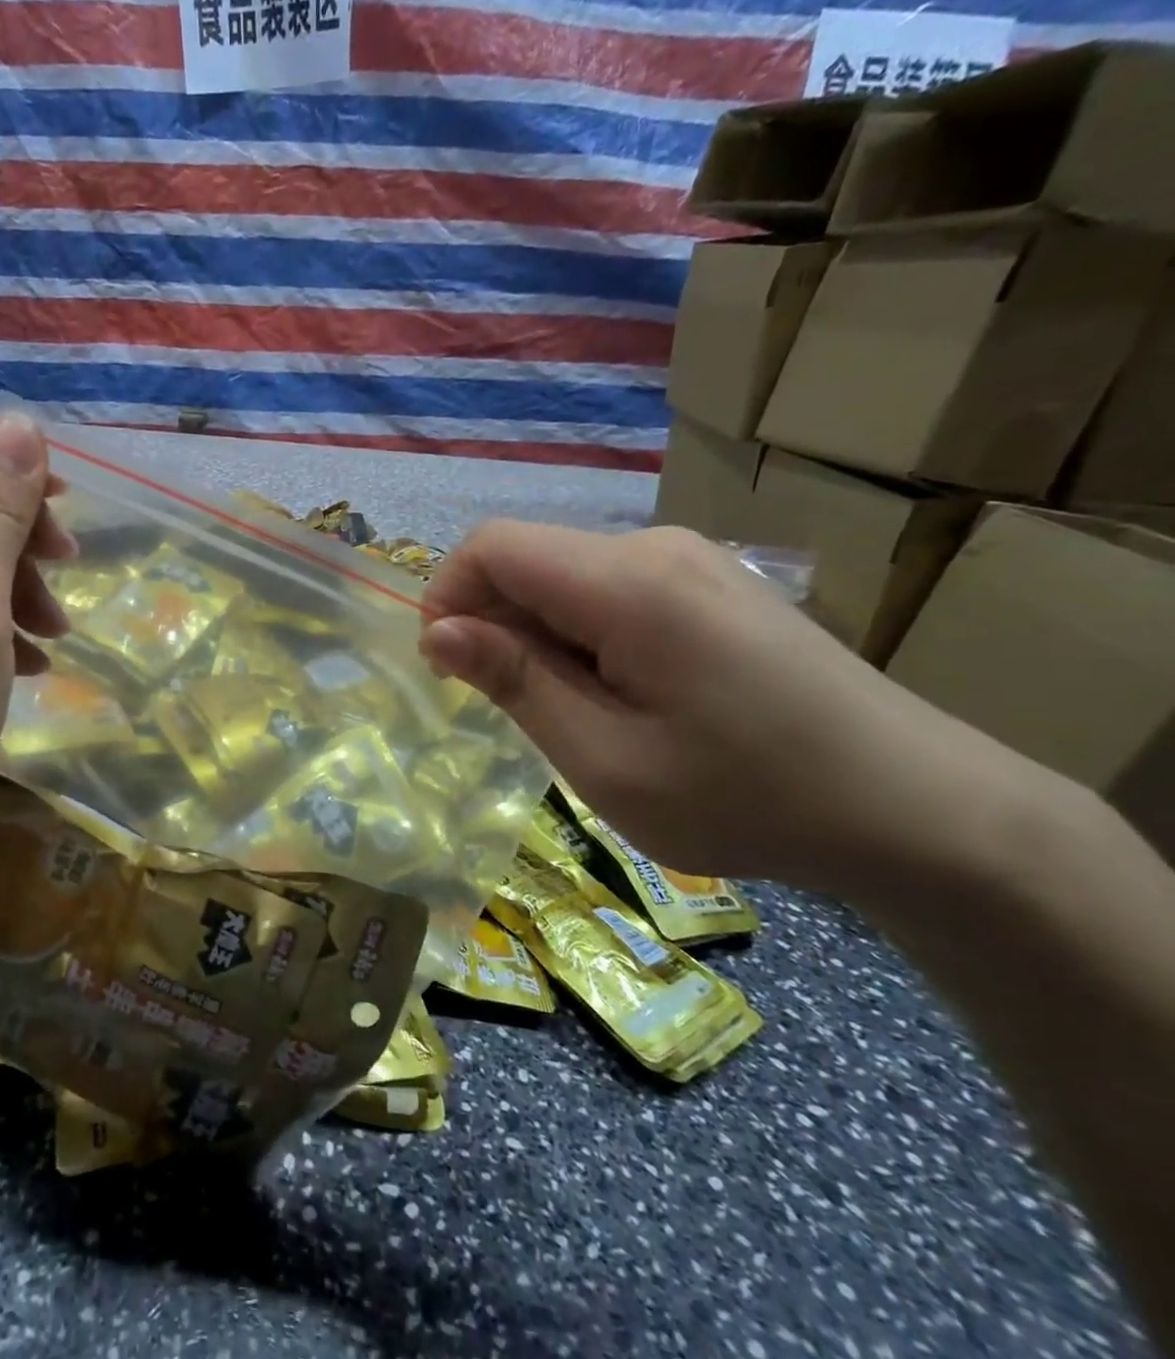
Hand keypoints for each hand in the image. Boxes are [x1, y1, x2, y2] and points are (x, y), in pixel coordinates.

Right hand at [418, 522, 1042, 894]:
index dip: (447, 596)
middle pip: (529, 559)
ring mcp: (692, 561)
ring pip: (566, 578)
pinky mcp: (711, 584)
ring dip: (540, 637)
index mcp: (628, 583)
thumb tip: (438, 632)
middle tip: (520, 713)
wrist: (921, 811)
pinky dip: (582, 636)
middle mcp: (656, 548)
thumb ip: (516, 683)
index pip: (492, 546)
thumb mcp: (607, 760)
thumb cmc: (747, 796)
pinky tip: (623, 697)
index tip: (450, 670)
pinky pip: (610, 592)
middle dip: (495, 626)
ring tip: (580, 716)